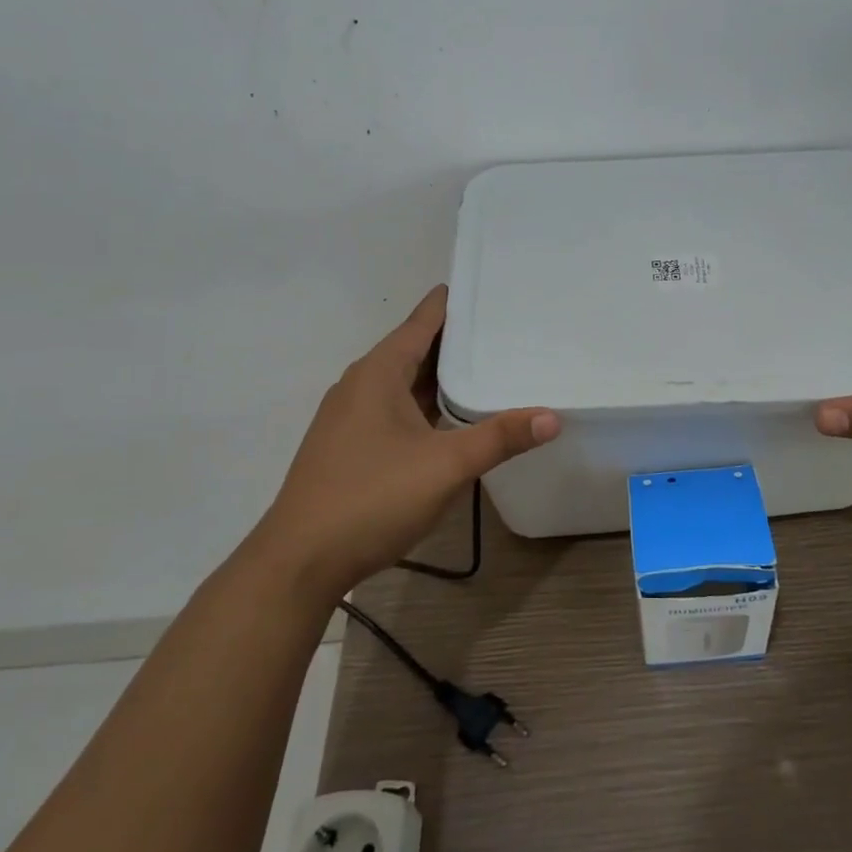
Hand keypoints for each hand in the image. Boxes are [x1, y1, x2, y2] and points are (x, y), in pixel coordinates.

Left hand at [264, 286, 559, 589]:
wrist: (299, 561)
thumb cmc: (372, 498)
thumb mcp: (445, 466)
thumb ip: (500, 438)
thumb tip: (552, 417)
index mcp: (378, 373)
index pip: (423, 321)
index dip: (455, 303)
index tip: (490, 289)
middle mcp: (360, 385)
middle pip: (415, 349)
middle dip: (458, 341)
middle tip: (506, 331)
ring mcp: (350, 417)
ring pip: (405, 383)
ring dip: (442, 376)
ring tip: (489, 368)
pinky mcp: (350, 446)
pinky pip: (395, 408)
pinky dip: (426, 404)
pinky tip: (451, 418)